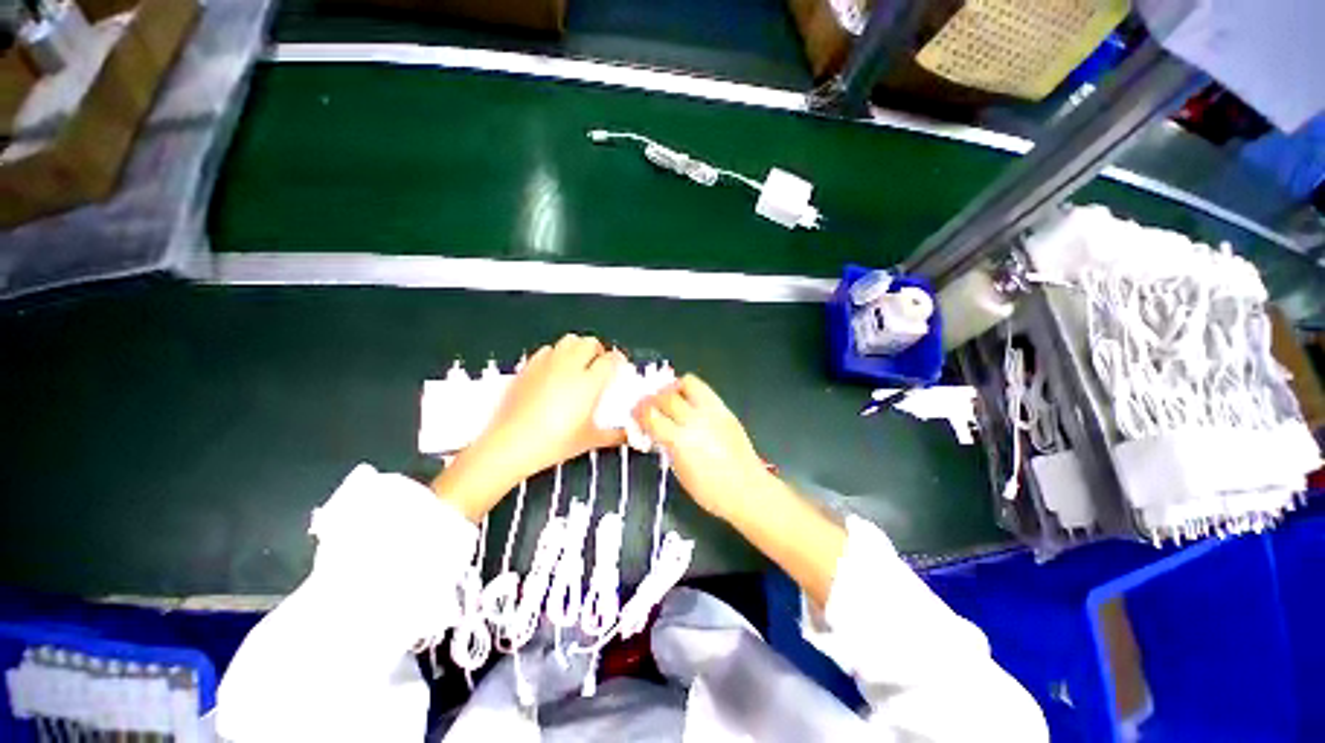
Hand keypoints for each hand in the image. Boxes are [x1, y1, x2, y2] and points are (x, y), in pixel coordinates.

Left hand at [433, 335, 625, 519]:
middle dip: (598, 350)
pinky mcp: (528, 367)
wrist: (510, 444)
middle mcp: (570, 367)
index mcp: (589, 383)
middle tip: (598, 365)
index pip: (610, 359)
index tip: (618, 367)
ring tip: (577, 364)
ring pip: (568, 340)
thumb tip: (629, 436)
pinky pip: (547, 350)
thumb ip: (614, 435)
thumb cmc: (554, 443)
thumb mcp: (589, 440)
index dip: (618, 360)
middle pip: (590, 342)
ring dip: (577, 348)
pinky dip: (556, 354)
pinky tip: (554, 371)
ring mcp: (547, 364)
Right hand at [637, 374, 845, 606]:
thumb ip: (666, 446)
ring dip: (673, 388)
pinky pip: (704, 390)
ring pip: (687, 383)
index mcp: (680, 441)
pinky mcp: (725, 409)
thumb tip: (657, 430)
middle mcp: (695, 420)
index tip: (635, 412)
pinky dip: (691, 391)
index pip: (651, 416)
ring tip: (671, 398)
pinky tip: (690, 403)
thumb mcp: (680, 471)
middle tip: (649, 404)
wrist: (747, 489)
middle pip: (666, 396)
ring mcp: (712, 411)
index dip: (639, 412)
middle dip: (653, 398)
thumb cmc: (710, 491)